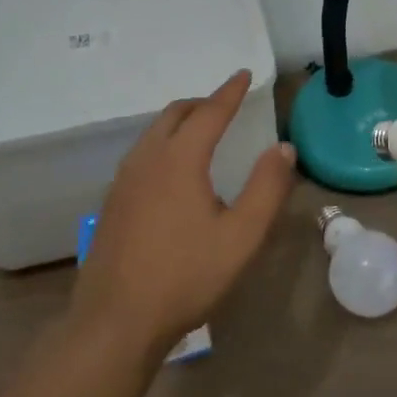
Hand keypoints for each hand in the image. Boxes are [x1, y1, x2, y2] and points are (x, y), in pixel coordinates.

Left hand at [72, 70, 297, 356]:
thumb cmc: (185, 277)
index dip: (230, 92)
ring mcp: (124, 180)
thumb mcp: (241, 236)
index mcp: (179, 159)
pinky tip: (172, 171)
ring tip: (202, 133)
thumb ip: (266, 188)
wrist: (116, 321)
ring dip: (180, 122)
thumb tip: (284, 148)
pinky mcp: (112, 201)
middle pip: (175, 114)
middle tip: (226, 105)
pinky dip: (163, 143)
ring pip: (153, 132)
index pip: (209, 112)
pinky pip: (142, 153)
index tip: (245, 74)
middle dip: (203, 103)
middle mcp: (147, 159)